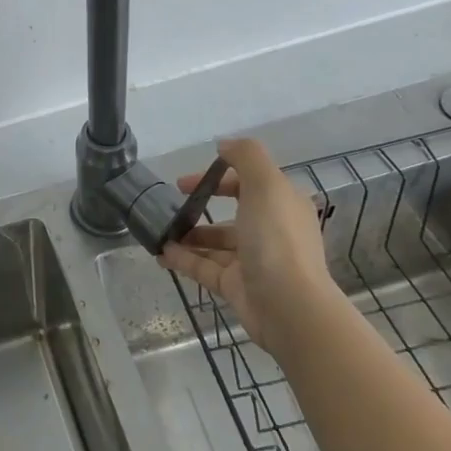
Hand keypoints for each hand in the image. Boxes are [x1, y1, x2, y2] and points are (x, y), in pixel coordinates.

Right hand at [158, 137, 337, 353]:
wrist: (289, 306)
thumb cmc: (277, 239)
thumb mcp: (266, 184)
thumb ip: (246, 156)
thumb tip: (224, 145)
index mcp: (282, 206)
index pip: (249, 183)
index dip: (218, 176)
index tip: (188, 179)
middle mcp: (270, 231)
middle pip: (232, 213)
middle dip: (201, 206)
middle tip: (172, 204)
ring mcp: (253, 261)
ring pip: (215, 243)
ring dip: (189, 235)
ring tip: (160, 231)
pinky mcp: (236, 286)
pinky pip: (204, 267)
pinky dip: (183, 259)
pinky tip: (161, 253)